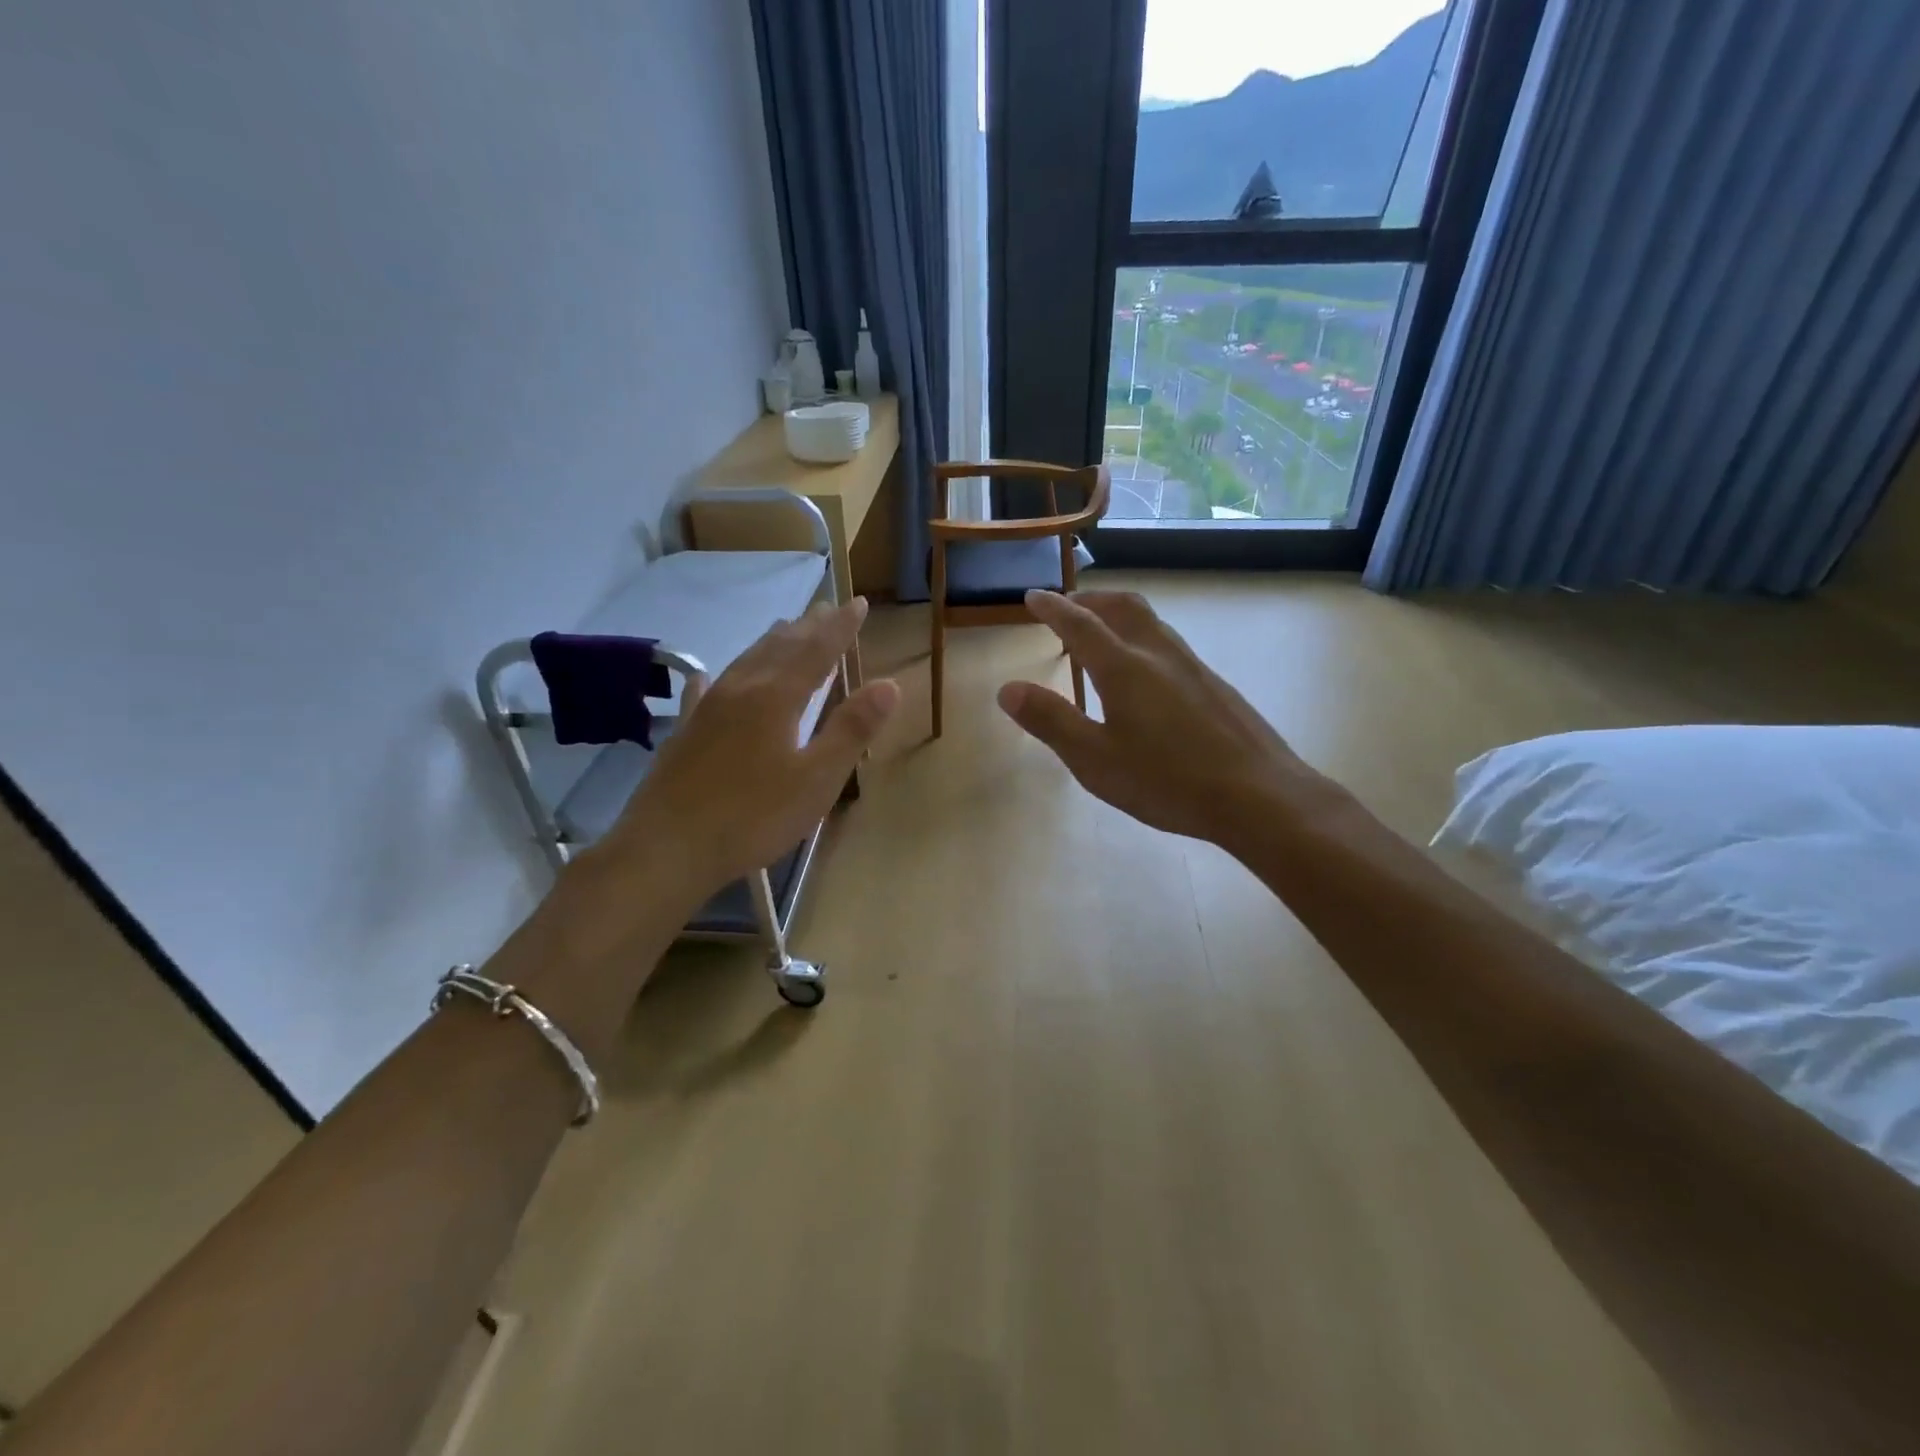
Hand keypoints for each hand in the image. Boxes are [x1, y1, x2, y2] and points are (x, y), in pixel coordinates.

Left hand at [598, 598, 899, 902]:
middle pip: (779, 647)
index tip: (858, 603)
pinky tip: (708, 675)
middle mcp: (741, 690)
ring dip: (771, 641)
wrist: (667, 848)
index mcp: (776, 698)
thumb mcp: (817, 779)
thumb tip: (889, 684)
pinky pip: (705, 690)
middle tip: (827, 607)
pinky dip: (718, 675)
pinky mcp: (685, 732)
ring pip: (745, 660)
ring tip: (786, 628)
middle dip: (808, 627)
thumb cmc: (753, 817)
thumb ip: (852, 729)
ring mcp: (707, 709)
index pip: (817, 650)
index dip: (840, 628)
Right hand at [998, 590, 1326, 848]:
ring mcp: (1192, 667)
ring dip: (1117, 615)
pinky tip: (1144, 672)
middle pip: (1121, 607)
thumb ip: (1051, 721)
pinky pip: (1168, 643)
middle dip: (1088, 600)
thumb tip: (1008, 689)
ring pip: (1149, 622)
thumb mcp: (1095, 760)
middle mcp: (1158, 654)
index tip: (1033, 597)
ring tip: (1100, 633)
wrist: (1259, 795)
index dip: (1052, 608)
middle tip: (1066, 607)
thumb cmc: (1167, 781)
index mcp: (1123, 668)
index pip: (1079, 624)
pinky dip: (1141, 637)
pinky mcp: (1214, 685)